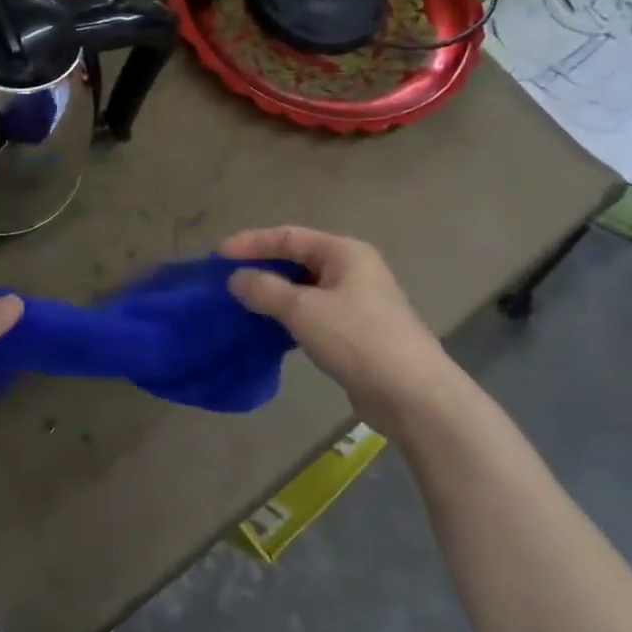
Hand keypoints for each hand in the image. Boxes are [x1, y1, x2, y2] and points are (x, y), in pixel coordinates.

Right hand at [220, 226, 459, 437]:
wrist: (414, 395)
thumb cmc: (358, 339)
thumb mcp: (303, 310)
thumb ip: (265, 289)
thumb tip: (236, 279)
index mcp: (344, 252)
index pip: (289, 236)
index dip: (251, 243)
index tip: (217, 256)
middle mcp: (353, 270)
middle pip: (297, 259)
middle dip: (261, 268)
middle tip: (227, 279)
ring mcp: (357, 302)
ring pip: (305, 289)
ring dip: (274, 294)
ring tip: (241, 304)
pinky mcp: (356, 332)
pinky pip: (313, 314)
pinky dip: (289, 317)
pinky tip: (268, 330)